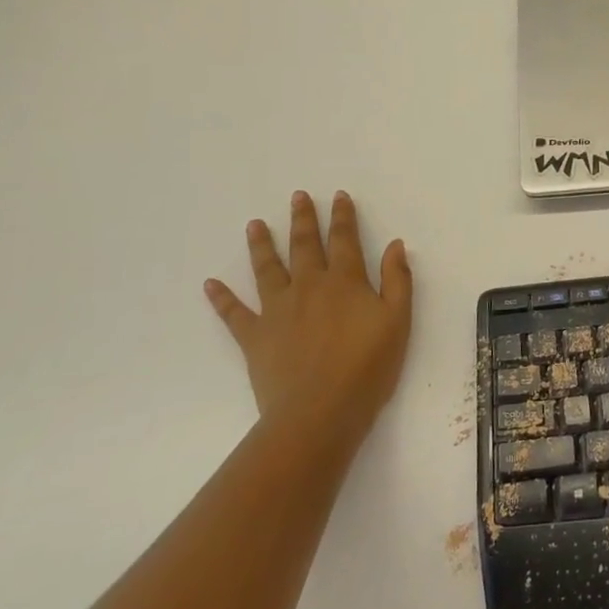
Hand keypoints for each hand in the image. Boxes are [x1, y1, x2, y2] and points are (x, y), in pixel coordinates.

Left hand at [204, 191, 412, 434]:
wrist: (319, 412)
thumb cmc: (367, 368)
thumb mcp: (398, 321)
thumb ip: (398, 280)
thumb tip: (395, 244)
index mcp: (344, 282)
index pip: (344, 240)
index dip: (342, 216)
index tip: (338, 196)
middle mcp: (308, 287)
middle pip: (304, 245)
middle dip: (302, 219)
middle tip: (297, 196)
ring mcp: (277, 311)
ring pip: (267, 269)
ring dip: (262, 245)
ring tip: (255, 224)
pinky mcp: (255, 337)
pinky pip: (234, 313)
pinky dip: (222, 298)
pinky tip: (210, 284)